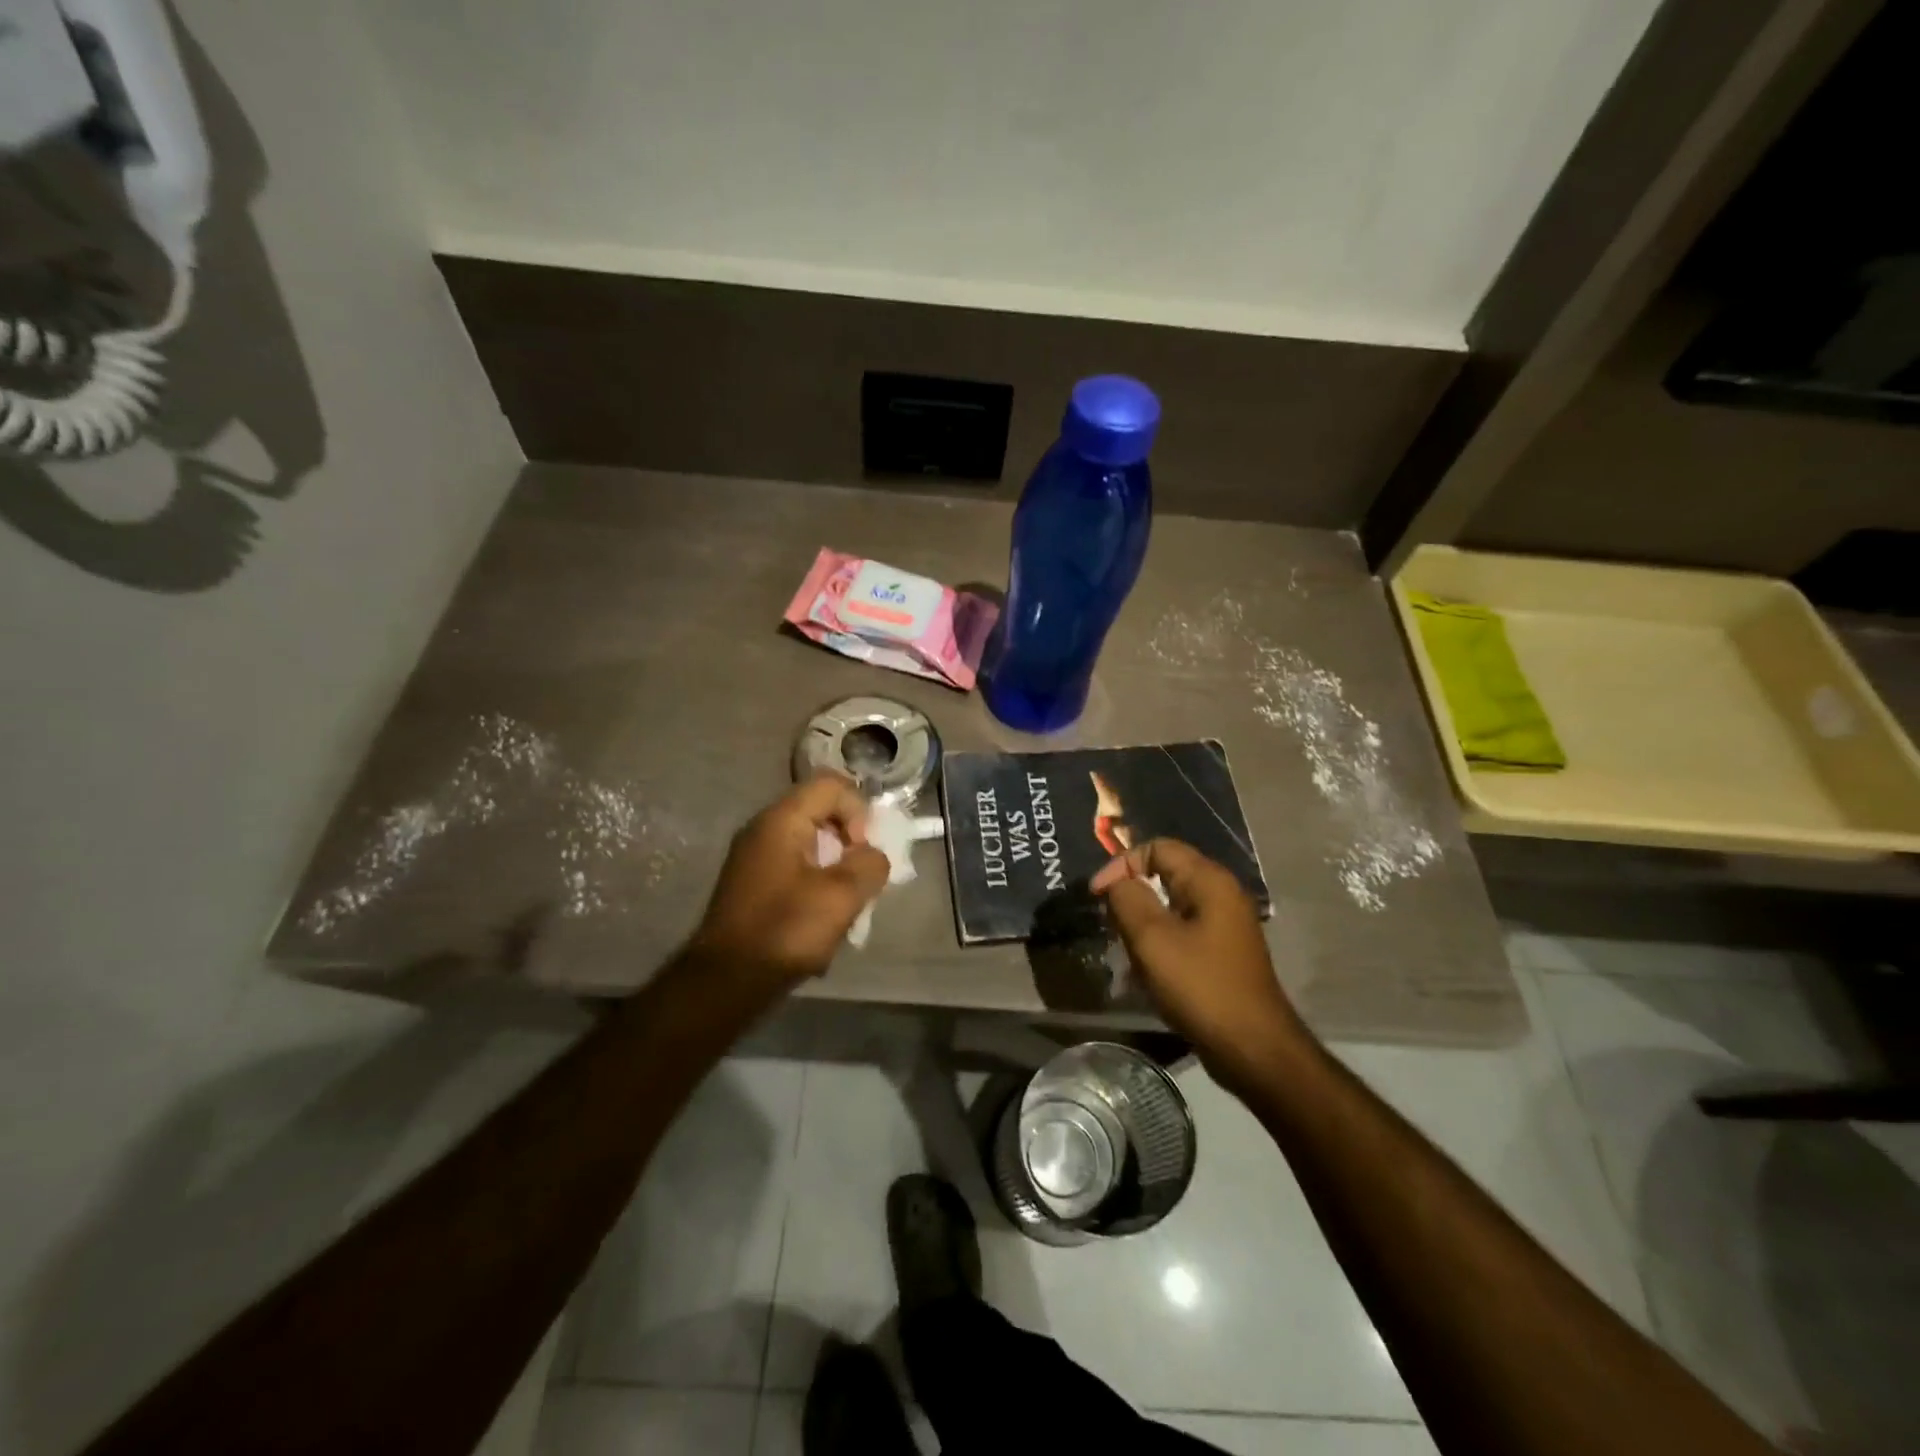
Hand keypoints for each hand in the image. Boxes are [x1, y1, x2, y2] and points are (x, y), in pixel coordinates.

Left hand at [690, 775, 890, 988]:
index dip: (858, 811)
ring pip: (811, 842)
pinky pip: (796, 865)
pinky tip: (822, 918)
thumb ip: (870, 865)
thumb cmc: (785, 930)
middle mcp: (763, 829)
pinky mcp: (753, 883)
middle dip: (850, 841)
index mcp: (781, 820)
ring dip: (836, 866)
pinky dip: (817, 881)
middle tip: (861, 877)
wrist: (726, 982)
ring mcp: (755, 856)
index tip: (861, 852)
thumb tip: (873, 857)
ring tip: (846, 903)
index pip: (832, 785)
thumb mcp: (842, 896)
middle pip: (821, 811)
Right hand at [1091, 839, 1304, 1088]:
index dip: (1122, 864)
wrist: (1253, 1049)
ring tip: (1127, 949)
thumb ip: (1127, 899)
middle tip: (1110, 923)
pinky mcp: (1223, 952)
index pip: (1157, 848)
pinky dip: (1160, 942)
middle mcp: (1222, 894)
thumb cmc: (1200, 986)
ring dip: (1143, 922)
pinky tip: (1148, 970)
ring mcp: (1226, 925)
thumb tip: (1116, 882)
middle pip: (1164, 874)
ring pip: (1171, 906)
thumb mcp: (1152, 939)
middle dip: (1131, 894)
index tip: (1098, 896)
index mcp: (1209, 881)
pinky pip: (1182, 931)